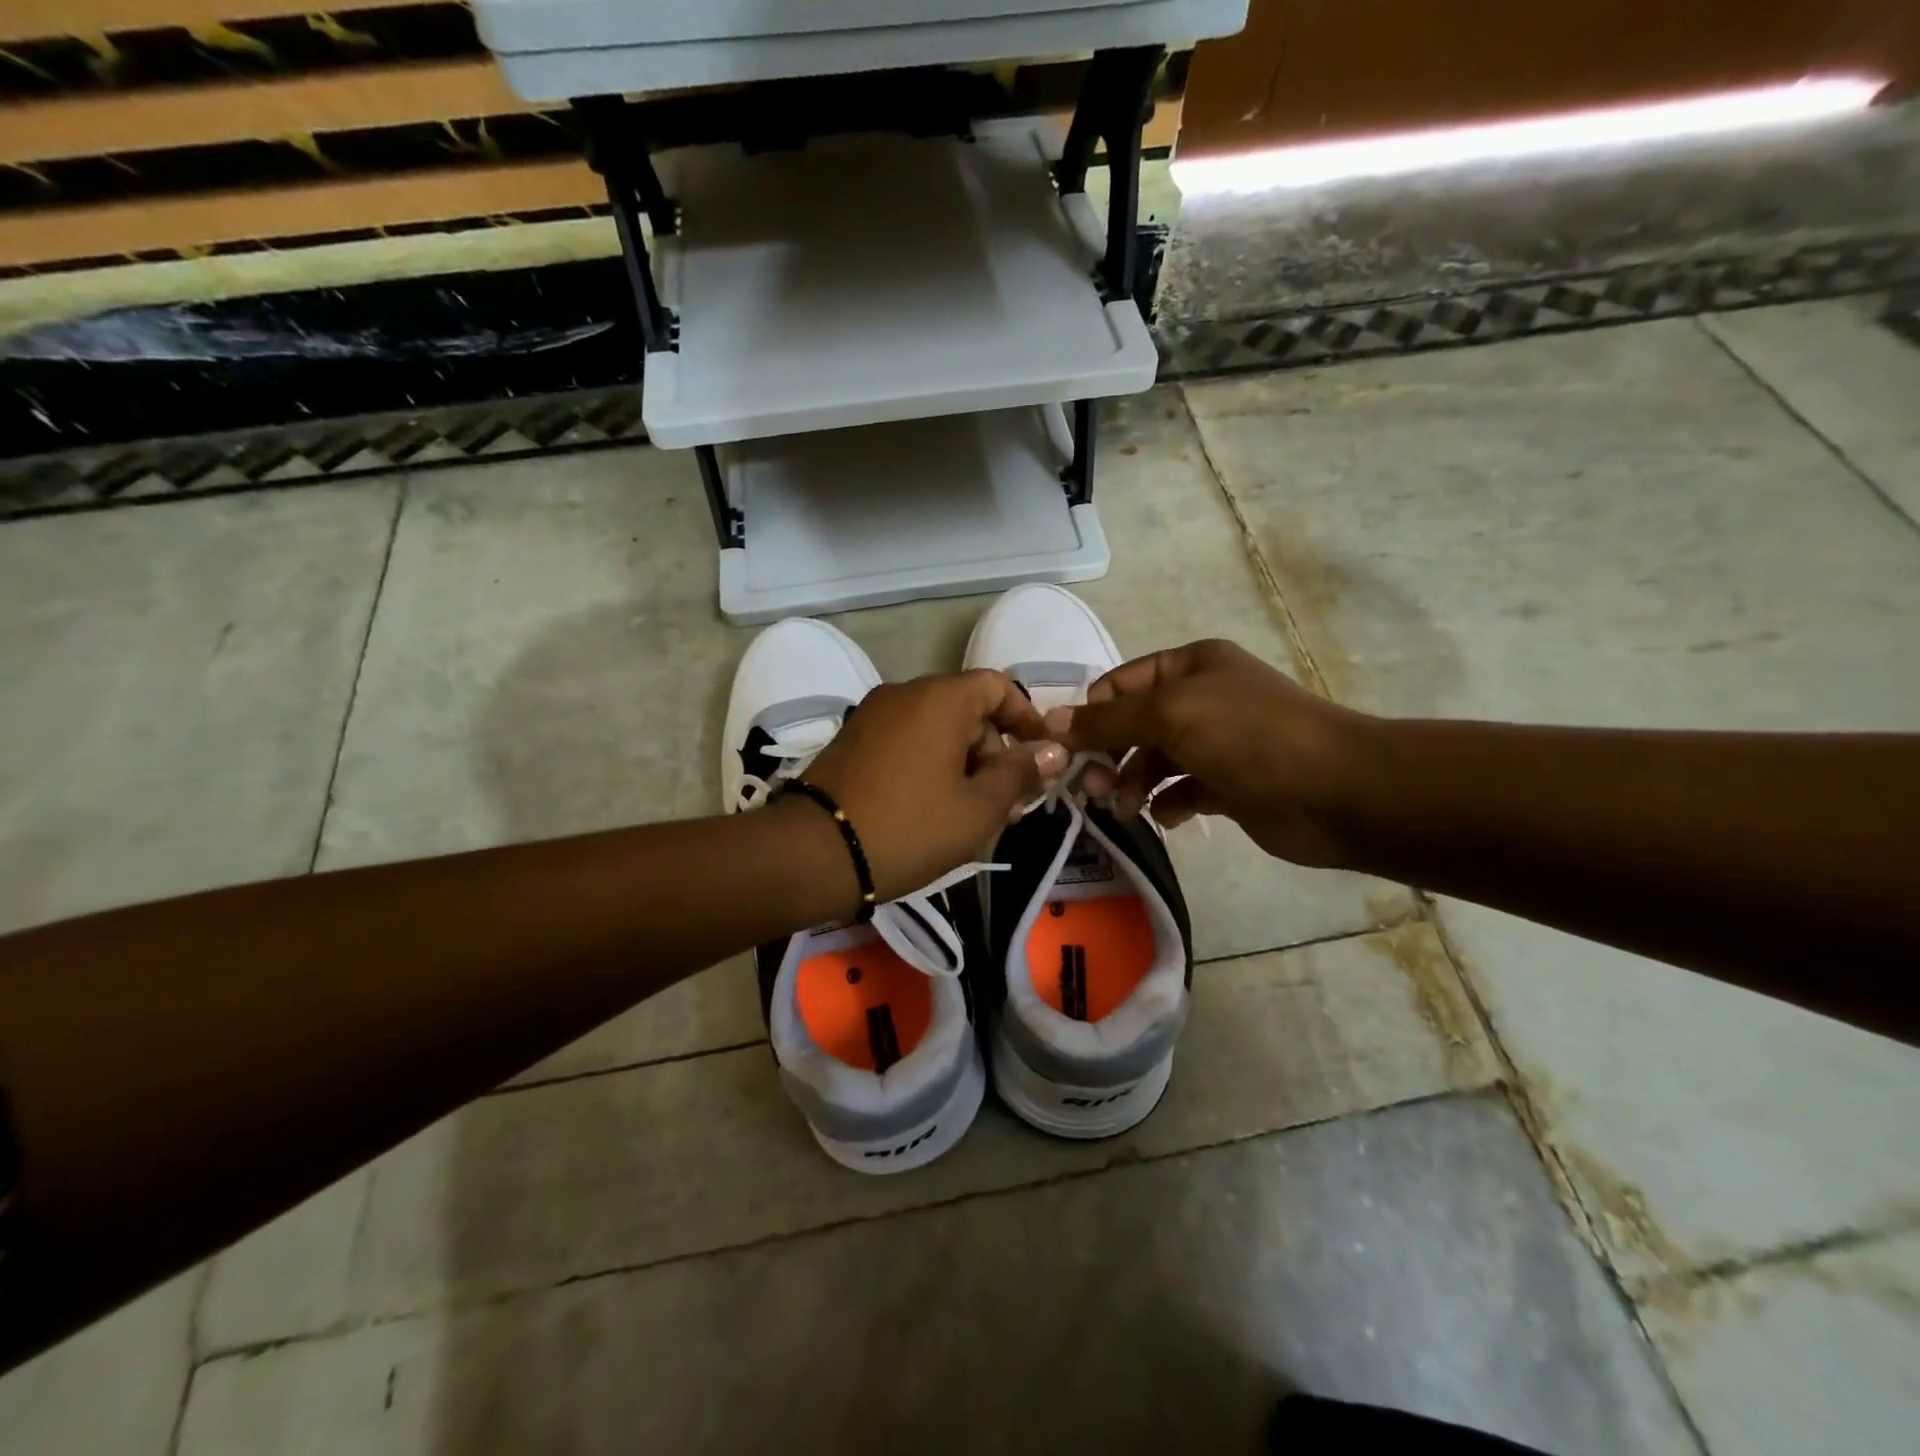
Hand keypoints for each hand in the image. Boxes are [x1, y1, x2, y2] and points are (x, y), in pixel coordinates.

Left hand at [803, 670, 1067, 900]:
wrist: (815, 854)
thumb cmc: (910, 827)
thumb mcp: (978, 808)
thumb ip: (1019, 773)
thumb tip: (1053, 750)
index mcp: (940, 698)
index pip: (998, 686)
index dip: (1027, 718)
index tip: (1042, 758)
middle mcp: (904, 693)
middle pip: (967, 709)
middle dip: (994, 751)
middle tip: (1007, 803)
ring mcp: (872, 715)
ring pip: (936, 729)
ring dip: (963, 763)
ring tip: (972, 815)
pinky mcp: (852, 741)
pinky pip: (906, 742)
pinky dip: (930, 765)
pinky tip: (933, 809)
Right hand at [1051, 639, 1377, 868]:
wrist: (1336, 790)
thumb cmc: (1249, 736)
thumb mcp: (1170, 714)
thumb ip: (1107, 721)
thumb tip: (1050, 722)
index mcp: (1190, 665)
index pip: (1120, 683)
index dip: (1091, 714)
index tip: (1067, 752)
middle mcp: (1201, 698)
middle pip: (1134, 724)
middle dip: (1109, 754)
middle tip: (1093, 789)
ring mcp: (1216, 742)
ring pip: (1154, 760)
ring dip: (1133, 783)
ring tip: (1126, 809)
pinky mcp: (1228, 784)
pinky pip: (1181, 790)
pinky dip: (1167, 803)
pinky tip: (1165, 817)